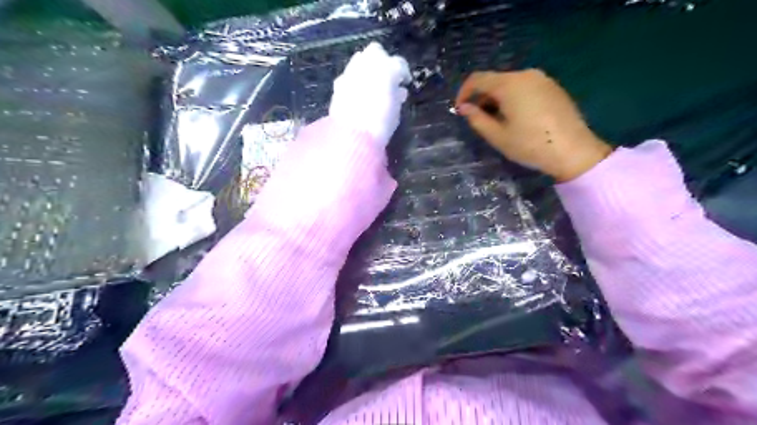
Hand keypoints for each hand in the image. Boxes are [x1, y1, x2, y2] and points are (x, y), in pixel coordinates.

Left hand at [332, 42, 412, 147]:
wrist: (354, 133)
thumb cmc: (381, 122)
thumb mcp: (395, 109)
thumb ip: (396, 95)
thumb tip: (397, 91)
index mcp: (388, 68)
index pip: (399, 63)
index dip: (403, 72)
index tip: (405, 82)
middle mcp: (367, 63)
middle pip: (376, 52)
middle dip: (381, 62)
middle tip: (386, 78)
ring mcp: (350, 71)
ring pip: (359, 60)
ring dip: (366, 69)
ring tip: (371, 86)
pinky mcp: (338, 83)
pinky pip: (349, 76)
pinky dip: (354, 81)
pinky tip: (357, 94)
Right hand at [456, 68, 607, 179]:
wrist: (573, 150)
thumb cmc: (530, 145)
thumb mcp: (497, 136)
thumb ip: (477, 119)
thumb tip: (464, 108)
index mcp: (509, 84)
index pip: (478, 79)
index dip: (464, 92)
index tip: (459, 110)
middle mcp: (525, 75)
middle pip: (495, 80)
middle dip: (482, 98)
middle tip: (478, 119)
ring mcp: (542, 79)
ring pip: (510, 84)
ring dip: (497, 99)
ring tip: (497, 122)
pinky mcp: (553, 87)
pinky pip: (525, 87)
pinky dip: (513, 98)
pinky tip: (517, 118)